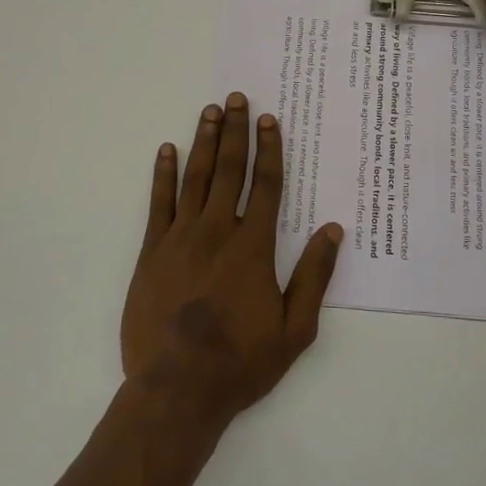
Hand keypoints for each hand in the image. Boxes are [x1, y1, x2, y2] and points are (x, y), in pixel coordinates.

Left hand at [122, 92, 343, 428]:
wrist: (178, 388)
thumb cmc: (242, 361)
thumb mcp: (295, 328)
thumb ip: (314, 275)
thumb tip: (333, 229)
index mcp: (253, 245)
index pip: (266, 184)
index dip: (270, 149)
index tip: (269, 119)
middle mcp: (218, 230)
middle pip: (230, 170)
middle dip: (235, 131)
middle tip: (236, 97)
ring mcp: (181, 238)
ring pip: (196, 178)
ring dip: (204, 141)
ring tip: (209, 111)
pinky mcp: (152, 252)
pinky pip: (158, 203)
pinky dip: (163, 174)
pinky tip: (166, 150)